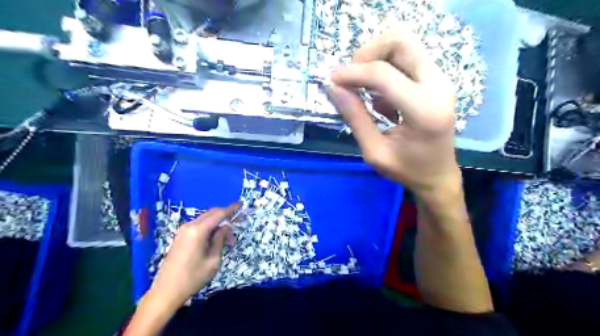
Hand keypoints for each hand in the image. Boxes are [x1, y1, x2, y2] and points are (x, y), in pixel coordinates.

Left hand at [148, 204, 238, 308]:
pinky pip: (198, 225)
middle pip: (211, 213)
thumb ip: (220, 240)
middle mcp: (189, 226)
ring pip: (205, 219)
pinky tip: (216, 237)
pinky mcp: (180, 237)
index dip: (231, 209)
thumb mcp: (213, 260)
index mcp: (198, 230)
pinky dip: (209, 227)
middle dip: (226, 215)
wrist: (166, 291)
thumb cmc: (192, 278)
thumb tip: (226, 227)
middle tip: (239, 221)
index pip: (218, 214)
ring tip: (228, 236)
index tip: (241, 204)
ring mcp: (183, 231)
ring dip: (218, 222)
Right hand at [330, 27, 460, 196]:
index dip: (352, 73)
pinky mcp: (436, 80)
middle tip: (352, 79)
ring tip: (364, 89)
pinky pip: (406, 58)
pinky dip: (385, 69)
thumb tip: (334, 88)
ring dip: (376, 59)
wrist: (438, 175)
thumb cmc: (407, 170)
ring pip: (403, 44)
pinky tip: (381, 98)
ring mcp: (440, 79)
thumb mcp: (374, 151)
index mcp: (423, 110)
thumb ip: (355, 118)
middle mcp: (437, 85)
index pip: (383, 74)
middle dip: (367, 54)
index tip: (332, 80)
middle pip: (399, 40)